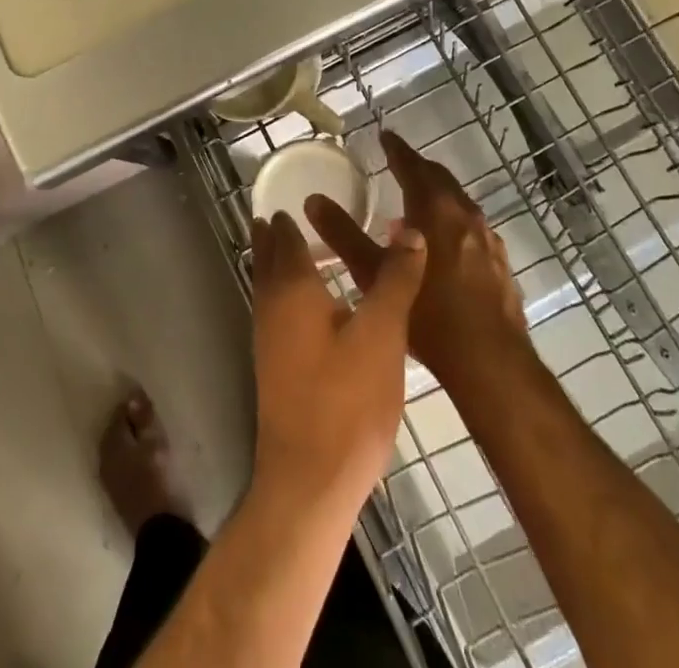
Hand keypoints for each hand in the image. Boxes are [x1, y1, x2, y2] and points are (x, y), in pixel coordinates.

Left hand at [249, 211, 424, 514]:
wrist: (310, 481)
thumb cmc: (346, 400)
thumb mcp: (383, 333)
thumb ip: (395, 279)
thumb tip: (410, 229)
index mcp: (293, 289)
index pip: (285, 238)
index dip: (287, 218)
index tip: (292, 197)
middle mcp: (272, 307)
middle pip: (268, 260)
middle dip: (273, 237)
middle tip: (282, 215)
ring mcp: (269, 341)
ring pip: (268, 287)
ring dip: (276, 265)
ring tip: (295, 250)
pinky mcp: (275, 369)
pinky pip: (275, 312)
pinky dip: (285, 294)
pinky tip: (307, 308)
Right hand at [308, 131, 531, 398]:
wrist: (490, 362)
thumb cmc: (429, 313)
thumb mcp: (373, 273)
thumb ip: (343, 234)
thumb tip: (313, 200)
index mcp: (433, 208)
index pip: (411, 165)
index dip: (396, 149)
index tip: (384, 136)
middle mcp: (464, 214)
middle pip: (439, 179)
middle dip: (418, 168)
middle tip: (398, 163)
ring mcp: (488, 239)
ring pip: (459, 203)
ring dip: (438, 196)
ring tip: (417, 204)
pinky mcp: (500, 264)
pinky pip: (473, 229)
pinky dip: (454, 223)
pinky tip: (446, 245)